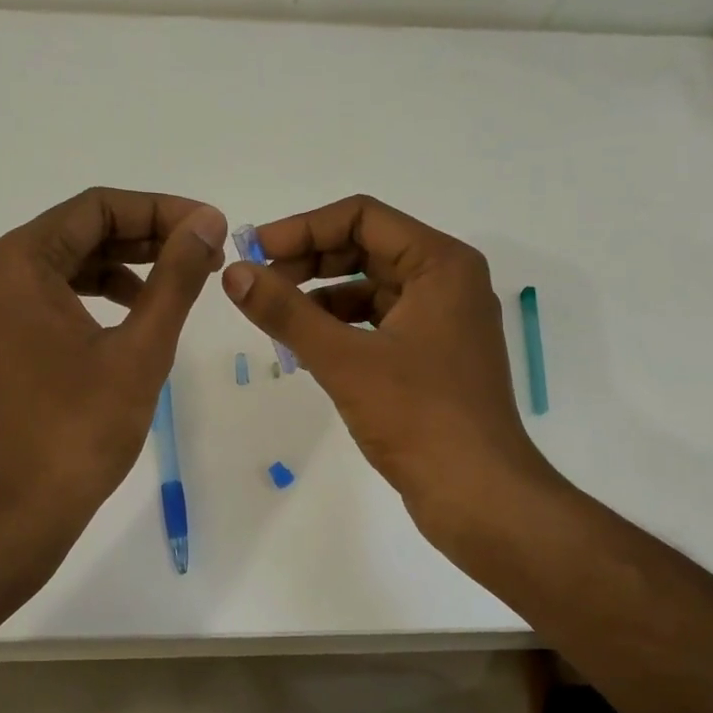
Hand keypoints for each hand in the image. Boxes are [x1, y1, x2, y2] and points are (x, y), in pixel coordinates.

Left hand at [0, 187, 226, 542]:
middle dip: (144, 239)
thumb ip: (176, 276)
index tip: (210, 227)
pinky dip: (89, 298)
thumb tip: (206, 222)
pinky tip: (130, 315)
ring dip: (120, 268)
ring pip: (61, 266)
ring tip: (174, 284)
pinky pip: (43, 299)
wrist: (19, 512)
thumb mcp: (141, 348)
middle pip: (76, 233)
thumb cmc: (81, 430)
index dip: (160, 211)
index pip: (96, 209)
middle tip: (203, 254)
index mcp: (15, 264)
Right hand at [220, 194, 557, 543]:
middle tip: (258, 283)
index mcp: (441, 264)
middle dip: (309, 261)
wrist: (478, 495)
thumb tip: (234, 273)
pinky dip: (341, 328)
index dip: (303, 228)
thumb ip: (286, 312)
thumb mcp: (345, 360)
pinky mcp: (433, 357)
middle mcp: (447, 282)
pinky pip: (379, 324)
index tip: (254, 251)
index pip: (363, 217)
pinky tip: (306, 349)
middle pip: (367, 249)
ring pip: (371, 289)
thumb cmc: (419, 418)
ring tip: (274, 319)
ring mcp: (443, 322)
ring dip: (321, 297)